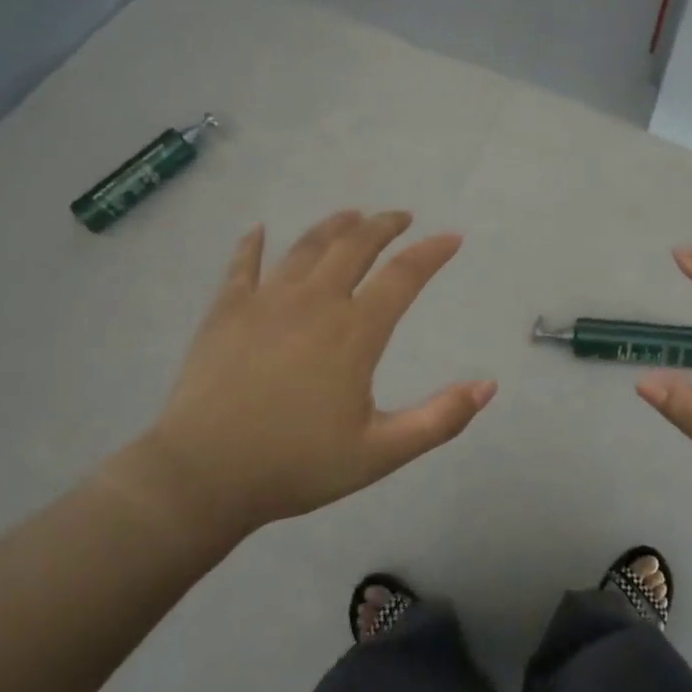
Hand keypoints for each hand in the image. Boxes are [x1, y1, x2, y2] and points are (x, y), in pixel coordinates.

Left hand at [119, 211, 496, 538]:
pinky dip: (254, 244)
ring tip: (351, 215)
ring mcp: (265, 301)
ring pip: (306, 247)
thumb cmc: (297, 466)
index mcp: (354, 332)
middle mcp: (314, 302)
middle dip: (383, 225)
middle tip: (400, 217)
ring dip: (334, 226)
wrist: (203, 476)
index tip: (451, 238)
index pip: (403, 276)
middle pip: (354, 246)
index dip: (431, 253)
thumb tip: (489, 386)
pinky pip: (242, 265)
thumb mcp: (380, 453)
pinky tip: (260, 231)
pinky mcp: (226, 311)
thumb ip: (440, 419)